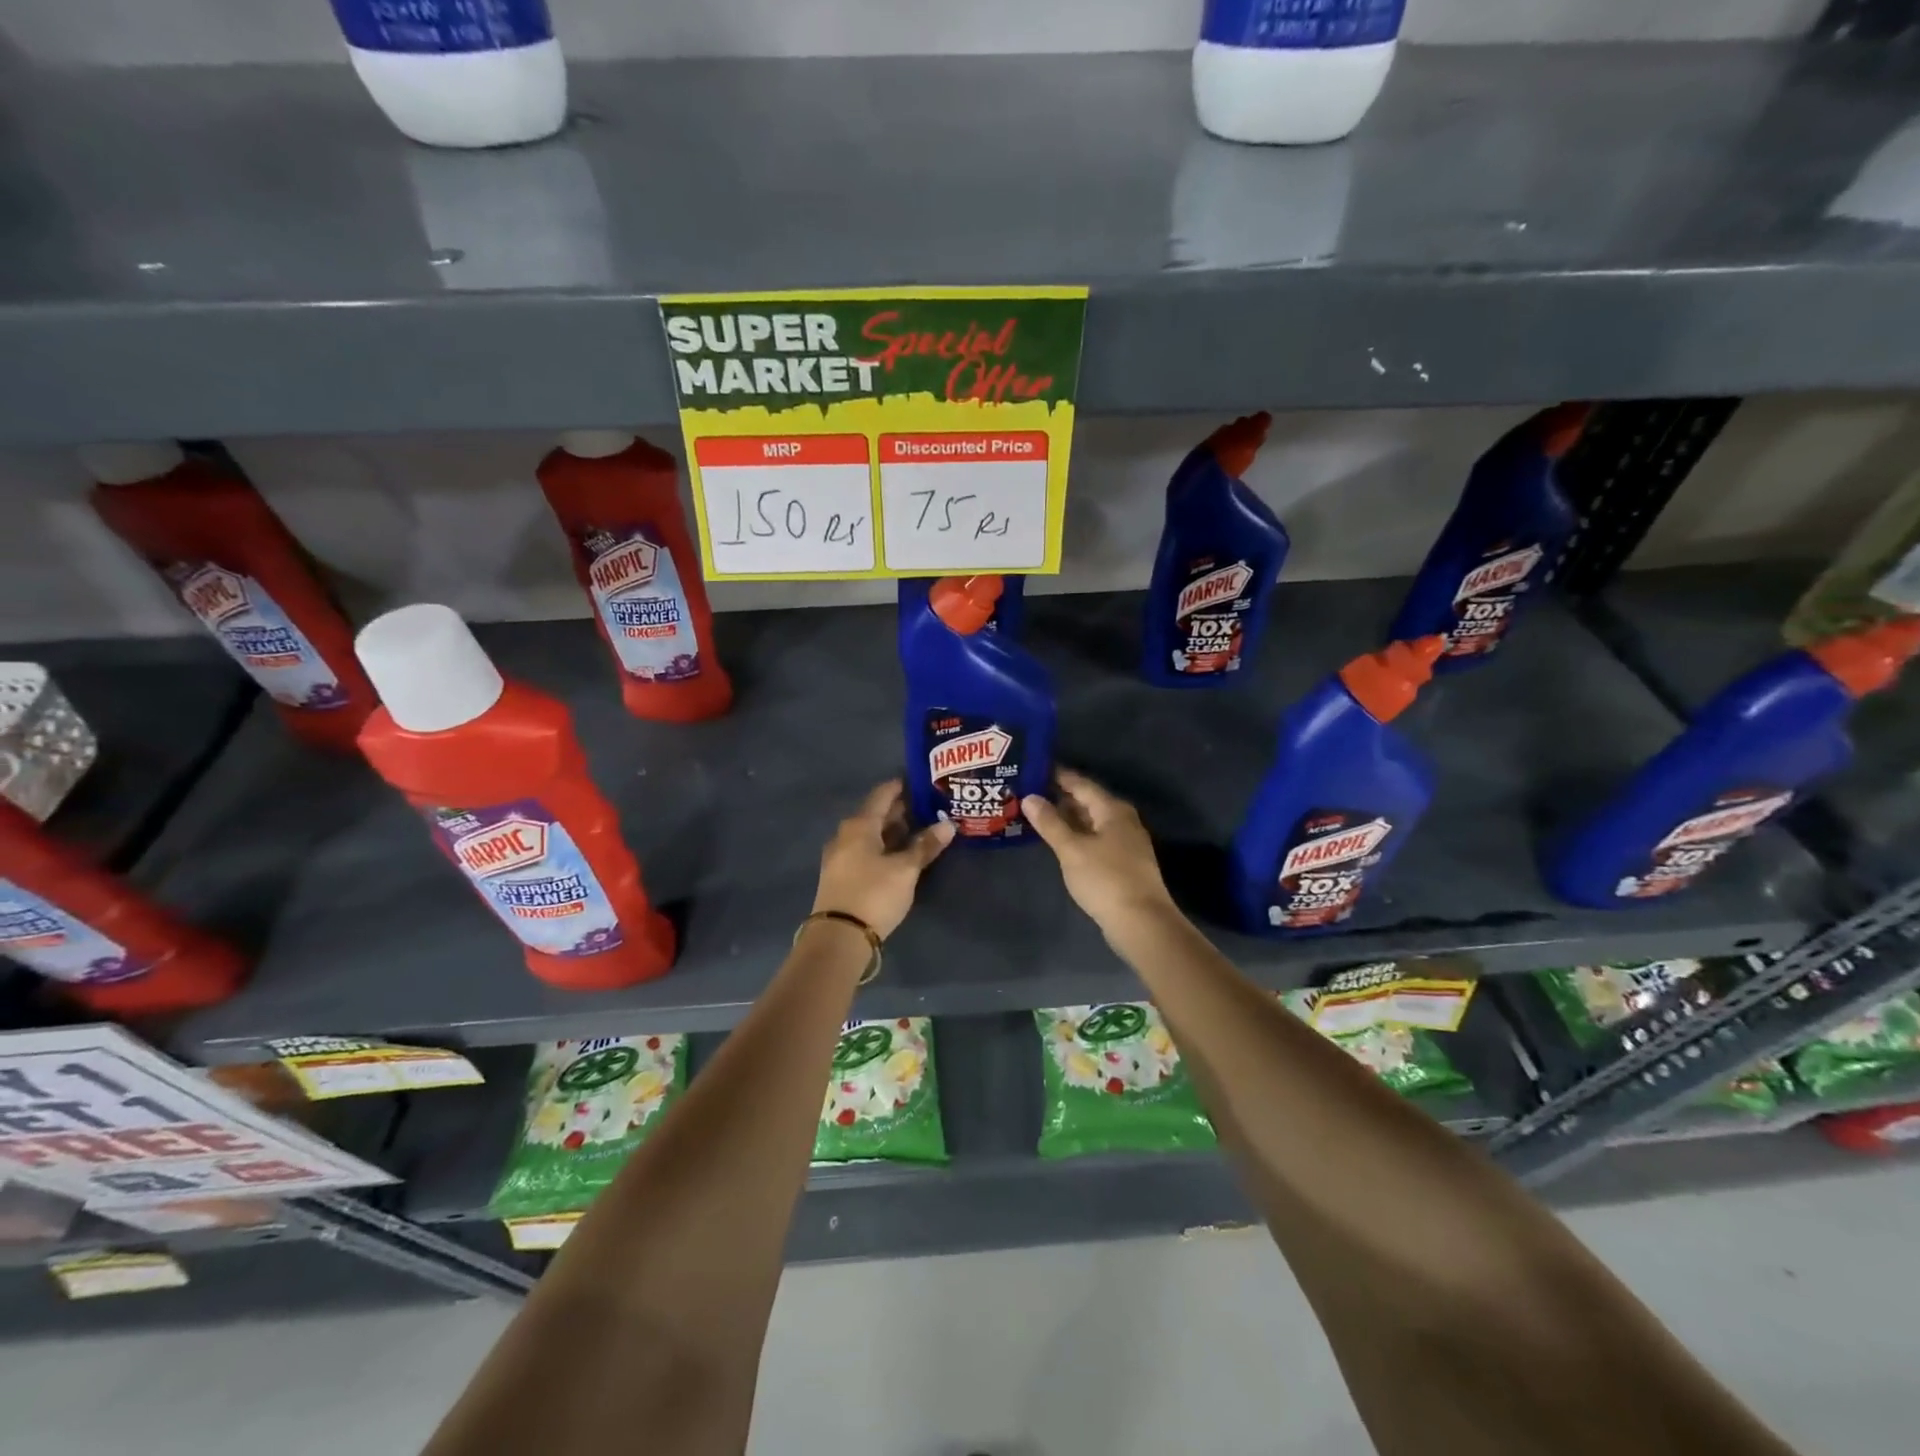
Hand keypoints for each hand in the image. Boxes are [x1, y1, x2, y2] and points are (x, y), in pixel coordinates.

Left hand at [812, 779, 954, 938]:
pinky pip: (865, 851)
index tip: (923, 783)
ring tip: (920, 830)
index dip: (902, 786)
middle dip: (901, 810)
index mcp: (859, 825)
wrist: (839, 937)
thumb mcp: (905, 869)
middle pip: (875, 814)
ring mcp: (840, 856)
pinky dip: (883, 847)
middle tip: (928, 807)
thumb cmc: (874, 893)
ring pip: (870, 834)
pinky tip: (900, 855)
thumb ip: (925, 845)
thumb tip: (947, 824)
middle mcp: (845, 834)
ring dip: (893, 831)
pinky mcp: (840, 875)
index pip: (883, 794)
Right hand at [1022, 769, 1175, 929]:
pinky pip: (1095, 838)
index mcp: (1112, 810)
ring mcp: (1125, 842)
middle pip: (1087, 801)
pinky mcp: (1123, 863)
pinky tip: (1059, 841)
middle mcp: (1122, 820)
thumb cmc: (1105, 879)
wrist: (1142, 923)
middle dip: (1059, 796)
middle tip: (1028, 792)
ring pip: (1091, 821)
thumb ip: (1050, 823)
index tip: (1033, 768)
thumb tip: (1029, 797)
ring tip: (1037, 814)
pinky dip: (1076, 835)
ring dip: (1067, 818)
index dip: (1057, 776)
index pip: (1080, 784)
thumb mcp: (1072, 850)